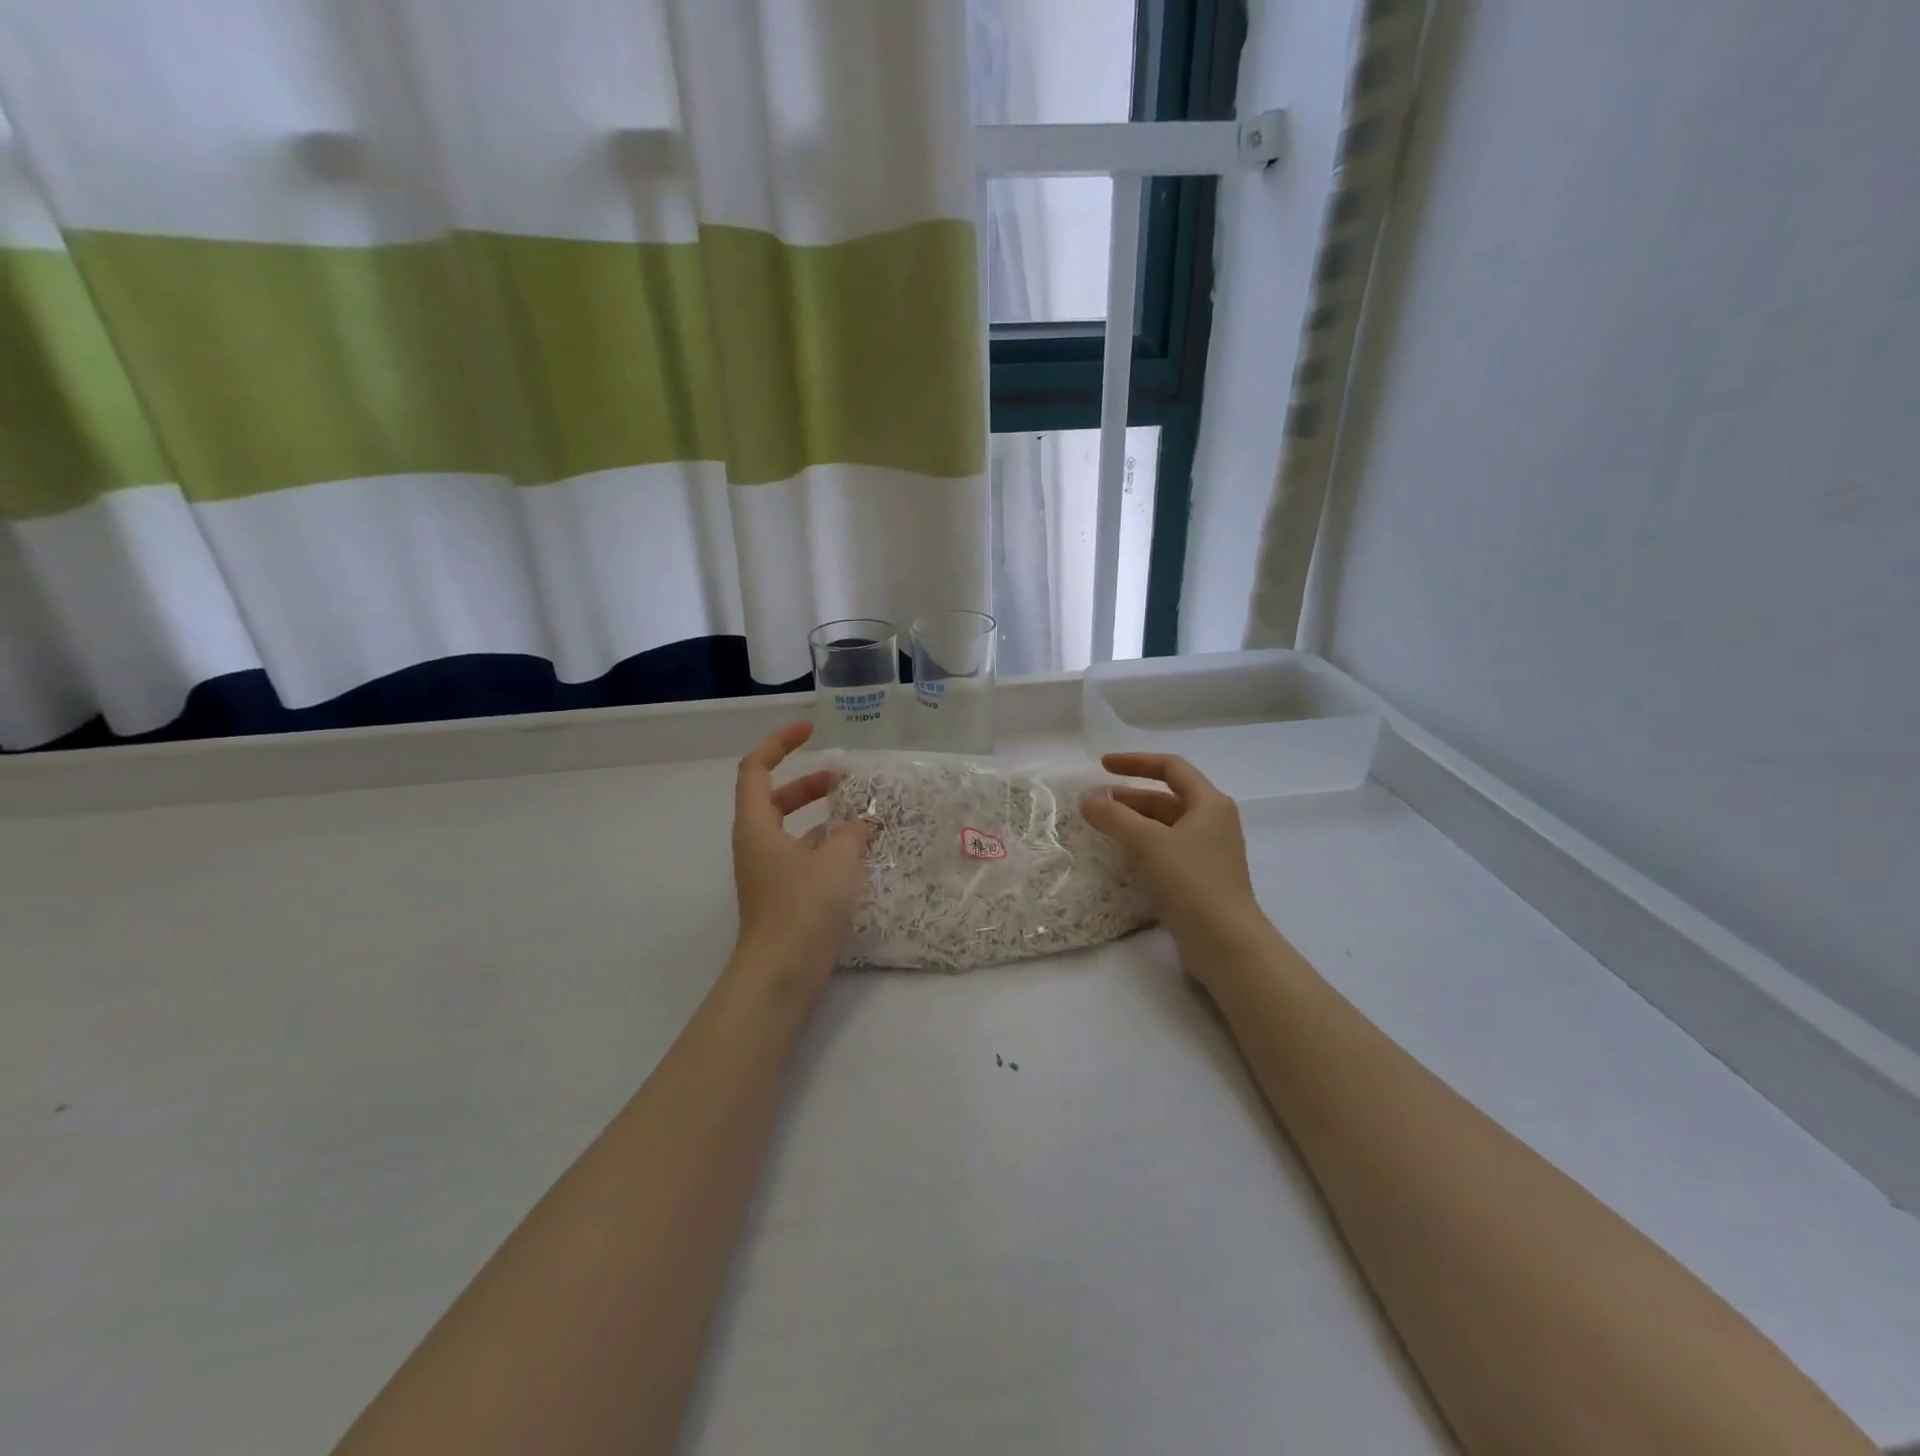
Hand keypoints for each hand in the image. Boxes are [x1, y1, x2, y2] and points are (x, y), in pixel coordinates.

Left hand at [728, 721, 872, 998]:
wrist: (781, 974)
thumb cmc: (803, 907)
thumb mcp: (837, 860)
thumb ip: (853, 832)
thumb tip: (864, 822)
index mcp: (756, 824)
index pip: (756, 767)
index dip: (781, 743)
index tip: (811, 731)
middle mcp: (756, 843)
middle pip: (775, 797)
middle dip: (808, 784)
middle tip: (844, 781)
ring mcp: (768, 871)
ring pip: (792, 829)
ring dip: (822, 817)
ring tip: (861, 817)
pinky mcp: (783, 895)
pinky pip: (803, 856)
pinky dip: (827, 846)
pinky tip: (859, 854)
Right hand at [1081, 753, 1270, 977]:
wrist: (1226, 943)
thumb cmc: (1191, 881)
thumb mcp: (1149, 842)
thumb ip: (1115, 817)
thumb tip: (1087, 800)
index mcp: (1210, 803)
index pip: (1171, 767)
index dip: (1135, 762)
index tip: (1102, 766)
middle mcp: (1213, 822)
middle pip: (1166, 798)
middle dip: (1129, 797)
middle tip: (1095, 803)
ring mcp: (1208, 853)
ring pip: (1165, 826)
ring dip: (1133, 822)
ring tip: (1101, 828)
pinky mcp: (1200, 880)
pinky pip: (1166, 851)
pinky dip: (1142, 846)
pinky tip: (1120, 856)